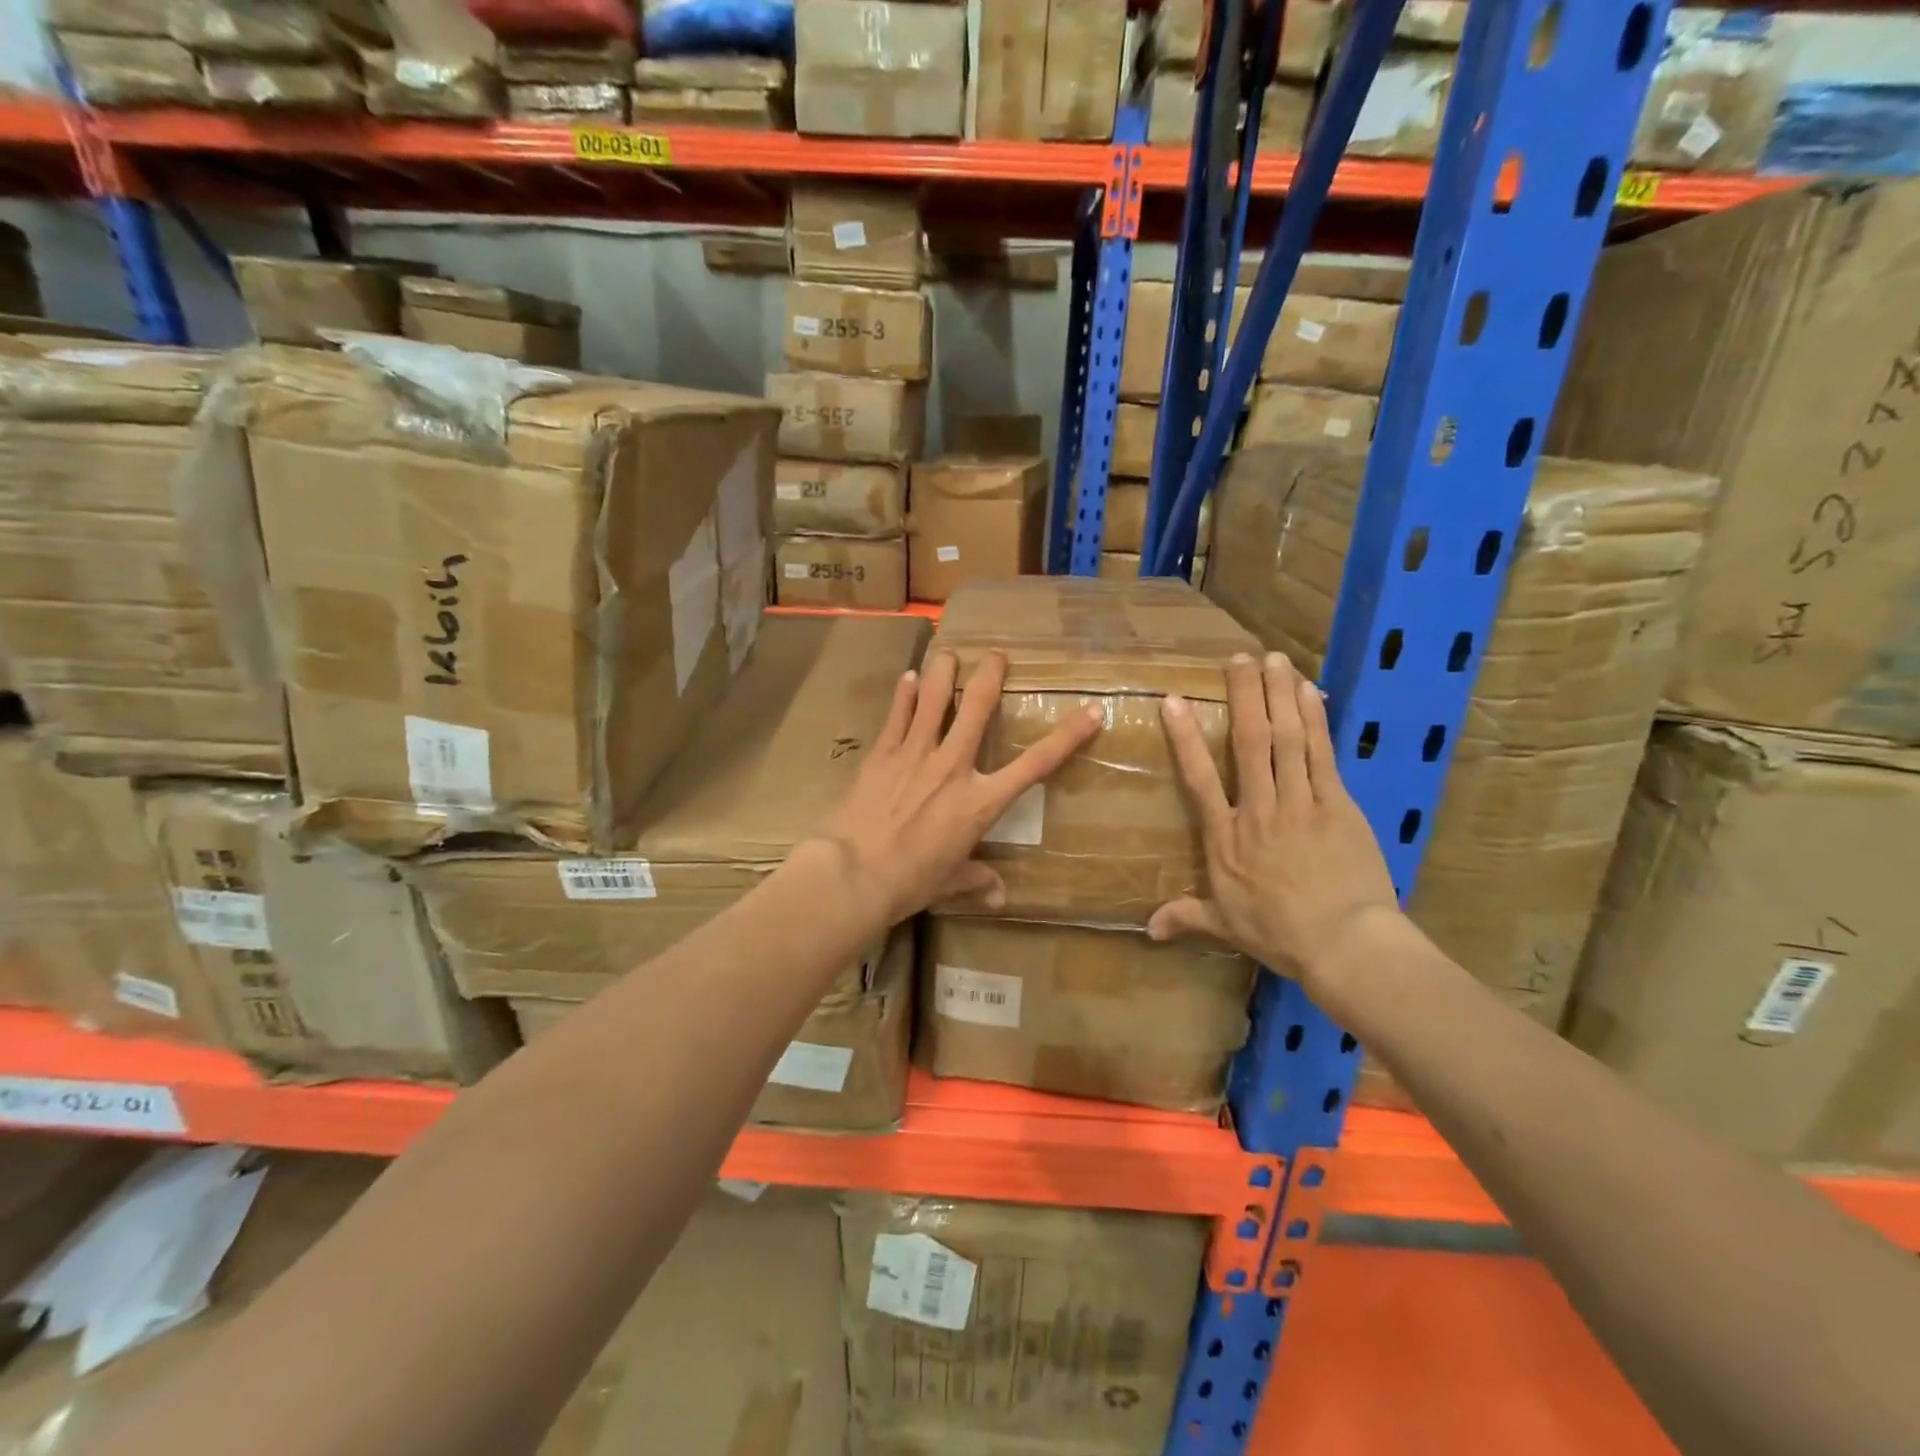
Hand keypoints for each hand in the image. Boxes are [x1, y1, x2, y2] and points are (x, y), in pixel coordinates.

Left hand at [808, 647, 1102, 929]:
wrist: (855, 872)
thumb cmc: (910, 882)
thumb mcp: (950, 883)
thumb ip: (977, 880)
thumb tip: (999, 897)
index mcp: (980, 802)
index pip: (1036, 764)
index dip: (1068, 736)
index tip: (1091, 711)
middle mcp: (953, 767)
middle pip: (979, 708)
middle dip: (991, 675)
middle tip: (996, 654)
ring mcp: (916, 754)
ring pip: (935, 699)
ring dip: (943, 670)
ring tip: (948, 651)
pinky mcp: (882, 753)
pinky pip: (898, 715)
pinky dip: (905, 694)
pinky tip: (908, 677)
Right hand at [1149, 651, 1400, 993]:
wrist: (1344, 943)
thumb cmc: (1280, 934)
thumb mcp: (1226, 926)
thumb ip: (1187, 916)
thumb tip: (1148, 929)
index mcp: (1226, 837)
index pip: (1198, 778)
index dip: (1185, 738)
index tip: (1174, 702)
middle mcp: (1258, 808)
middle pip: (1249, 741)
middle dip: (1243, 696)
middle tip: (1239, 658)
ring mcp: (1300, 802)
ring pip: (1286, 738)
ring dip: (1279, 695)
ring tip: (1275, 659)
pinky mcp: (1337, 803)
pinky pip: (1322, 753)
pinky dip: (1315, 720)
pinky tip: (1309, 692)